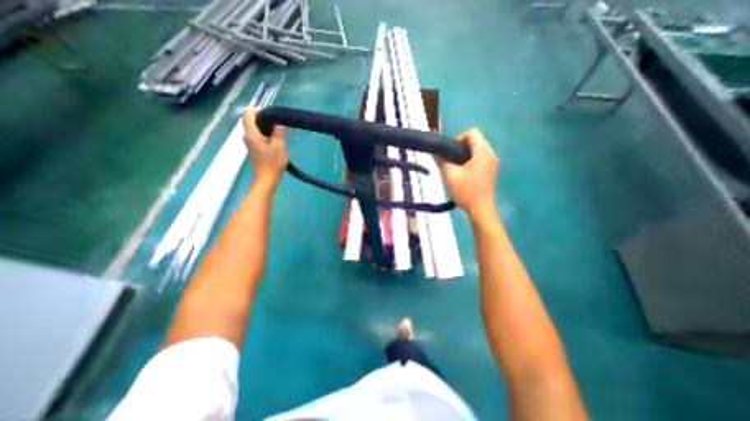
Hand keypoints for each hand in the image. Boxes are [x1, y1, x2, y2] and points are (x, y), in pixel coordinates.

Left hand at [243, 107, 286, 190]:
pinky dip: (265, 135)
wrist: (267, 179)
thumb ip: (278, 133)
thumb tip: (278, 124)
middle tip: (277, 126)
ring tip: (278, 134)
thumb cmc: (272, 162)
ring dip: (266, 128)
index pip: (247, 112)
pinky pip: (257, 136)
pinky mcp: (254, 148)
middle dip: (264, 119)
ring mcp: (249, 142)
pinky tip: (275, 142)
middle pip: (251, 119)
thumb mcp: (279, 146)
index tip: (271, 117)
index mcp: (251, 133)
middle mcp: (247, 135)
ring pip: (255, 128)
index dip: (258, 110)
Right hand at [441, 128, 496, 219]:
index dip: (458, 139)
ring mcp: (492, 162)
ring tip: (455, 167)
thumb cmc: (466, 192)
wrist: (481, 210)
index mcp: (483, 153)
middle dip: (460, 147)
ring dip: (464, 155)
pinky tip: (462, 173)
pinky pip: (479, 157)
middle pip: (475, 140)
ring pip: (477, 149)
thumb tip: (434, 153)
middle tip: (450, 161)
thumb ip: (442, 162)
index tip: (450, 153)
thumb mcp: (450, 176)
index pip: (472, 133)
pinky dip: (469, 160)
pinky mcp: (490, 170)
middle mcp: (491, 154)